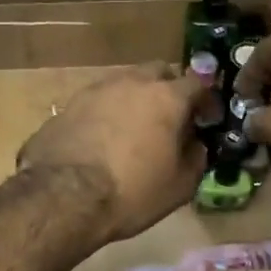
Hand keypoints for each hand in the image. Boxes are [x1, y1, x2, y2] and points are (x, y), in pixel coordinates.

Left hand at [18, 64, 209, 244]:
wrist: (63, 198)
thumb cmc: (132, 192)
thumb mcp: (180, 186)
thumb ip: (195, 158)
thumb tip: (194, 144)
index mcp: (166, 98)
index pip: (198, 83)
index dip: (206, 100)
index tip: (206, 119)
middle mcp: (131, 83)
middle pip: (157, 72)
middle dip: (168, 89)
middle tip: (169, 117)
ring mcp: (95, 90)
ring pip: (124, 84)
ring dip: (134, 100)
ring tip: (133, 129)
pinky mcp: (67, 106)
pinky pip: (96, 103)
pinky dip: (106, 114)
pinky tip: (101, 140)